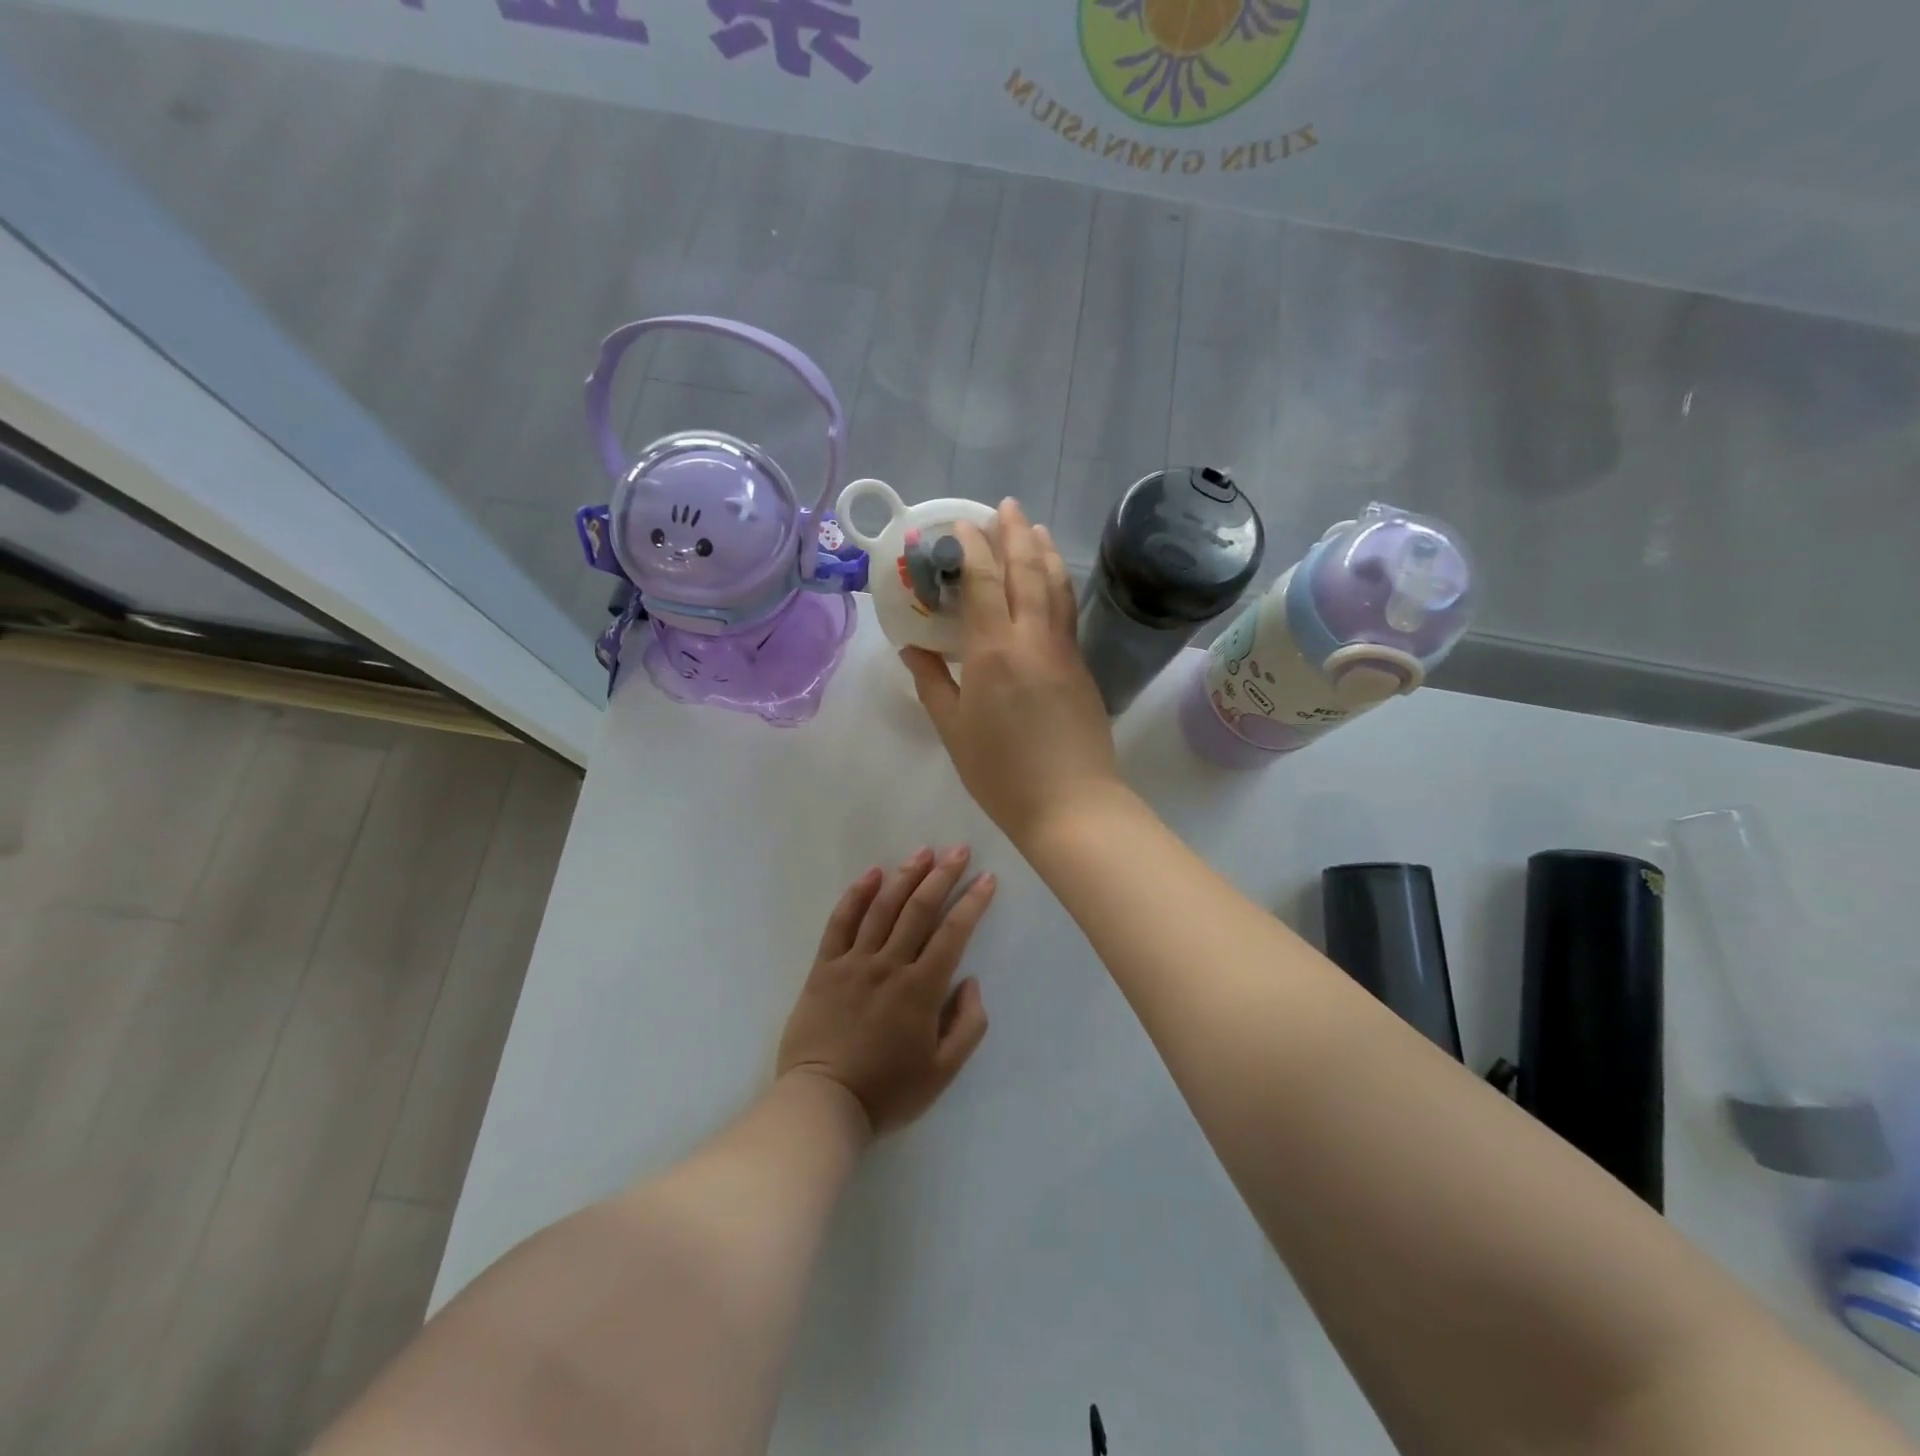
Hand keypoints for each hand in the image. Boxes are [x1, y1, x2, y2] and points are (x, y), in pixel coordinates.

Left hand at [777, 849, 995, 1136]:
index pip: (952, 933)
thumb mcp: (943, 1071)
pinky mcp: (824, 967)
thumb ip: (967, 1025)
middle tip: (958, 850)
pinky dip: (856, 895)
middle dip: (942, 876)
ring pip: (882, 908)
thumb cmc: (888, 1091)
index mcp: (920, 989)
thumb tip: (971, 981)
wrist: (823, 1103)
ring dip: (905, 876)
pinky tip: (871, 874)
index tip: (986, 878)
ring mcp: (853, 962)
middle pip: (918, 909)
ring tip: (923, 852)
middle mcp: (888, 965)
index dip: (972, 903)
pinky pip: (840, 922)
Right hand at [901, 499, 1120, 847]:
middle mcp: (1032, 638)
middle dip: (1014, 533)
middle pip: (1026, 570)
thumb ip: (932, 683)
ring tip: (1034, 527)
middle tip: (1005, 506)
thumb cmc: (1001, 773)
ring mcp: (1063, 649)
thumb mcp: (953, 730)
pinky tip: (1053, 579)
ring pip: (1056, 585)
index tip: (962, 524)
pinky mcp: (1081, 666)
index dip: (973, 547)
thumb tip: (912, 649)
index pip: (984, 582)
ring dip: (1043, 551)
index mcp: (993, 651)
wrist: (1070, 803)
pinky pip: (1068, 610)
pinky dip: (1059, 582)